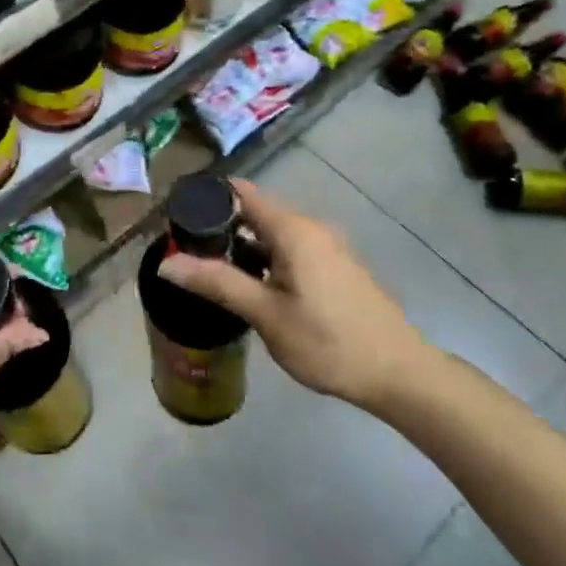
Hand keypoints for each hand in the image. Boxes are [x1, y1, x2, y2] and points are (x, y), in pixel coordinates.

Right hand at [159, 179, 423, 410]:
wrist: (398, 373)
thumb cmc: (329, 342)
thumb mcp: (267, 315)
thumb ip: (218, 283)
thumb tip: (167, 263)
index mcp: (293, 229)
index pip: (242, 192)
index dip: (208, 196)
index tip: (176, 213)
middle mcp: (310, 227)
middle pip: (256, 211)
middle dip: (221, 225)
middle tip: (186, 249)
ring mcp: (327, 246)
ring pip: (273, 233)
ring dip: (243, 244)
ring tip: (210, 269)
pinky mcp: (335, 266)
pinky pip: (290, 248)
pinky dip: (266, 257)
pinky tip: (252, 286)